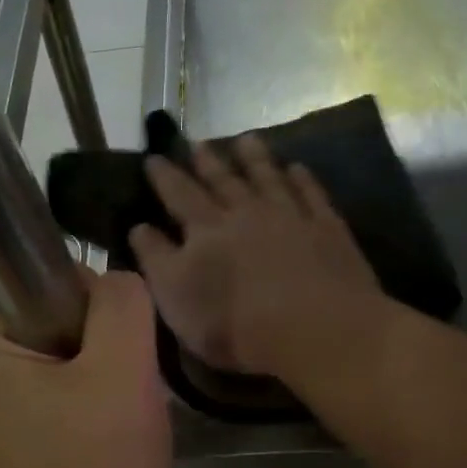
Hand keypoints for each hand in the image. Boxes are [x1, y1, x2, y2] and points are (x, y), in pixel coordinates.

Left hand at [0, 268, 170, 467]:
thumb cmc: (98, 461)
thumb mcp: (123, 369)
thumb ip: (120, 302)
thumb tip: (111, 282)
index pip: (40, 278)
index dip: (90, 299)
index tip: (117, 343)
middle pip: (48, 312)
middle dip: (96, 336)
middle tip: (123, 378)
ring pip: (56, 347)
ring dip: (94, 364)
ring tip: (115, 403)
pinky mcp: (7, 425)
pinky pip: (51, 380)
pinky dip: (82, 389)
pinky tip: (102, 419)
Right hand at [130, 135, 381, 377]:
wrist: (313, 328)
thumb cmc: (234, 322)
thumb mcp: (176, 297)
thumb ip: (155, 259)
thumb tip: (138, 227)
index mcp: (206, 229)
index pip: (179, 195)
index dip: (164, 176)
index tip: (153, 158)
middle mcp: (246, 212)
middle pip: (224, 180)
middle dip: (208, 161)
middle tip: (198, 142)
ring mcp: (290, 216)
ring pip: (268, 178)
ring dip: (255, 158)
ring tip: (246, 139)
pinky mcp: (328, 229)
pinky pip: (312, 194)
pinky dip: (302, 179)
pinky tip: (297, 168)